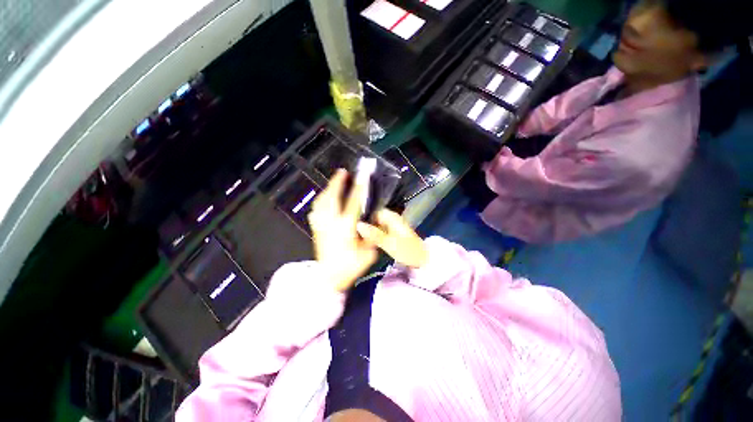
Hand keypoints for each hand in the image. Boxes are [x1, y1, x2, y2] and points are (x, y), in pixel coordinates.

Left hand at [308, 169, 377, 291]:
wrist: (329, 279)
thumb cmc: (350, 267)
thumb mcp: (368, 253)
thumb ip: (372, 235)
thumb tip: (373, 220)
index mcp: (345, 228)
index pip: (353, 203)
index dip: (359, 187)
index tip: (362, 175)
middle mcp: (331, 223)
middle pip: (331, 197)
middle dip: (337, 182)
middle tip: (342, 172)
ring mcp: (321, 226)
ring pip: (321, 202)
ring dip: (328, 189)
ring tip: (334, 182)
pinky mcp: (316, 229)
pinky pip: (316, 210)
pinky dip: (321, 201)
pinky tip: (324, 199)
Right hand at [356, 209, 427, 268]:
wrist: (422, 260)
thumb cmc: (407, 250)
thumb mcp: (389, 243)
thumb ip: (374, 234)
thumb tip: (358, 225)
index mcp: (392, 217)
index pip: (373, 210)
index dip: (363, 216)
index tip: (352, 223)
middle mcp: (391, 218)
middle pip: (374, 217)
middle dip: (365, 224)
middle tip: (353, 232)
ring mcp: (392, 226)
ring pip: (376, 224)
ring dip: (368, 230)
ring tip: (357, 236)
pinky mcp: (392, 233)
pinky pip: (380, 230)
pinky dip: (374, 234)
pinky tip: (366, 240)